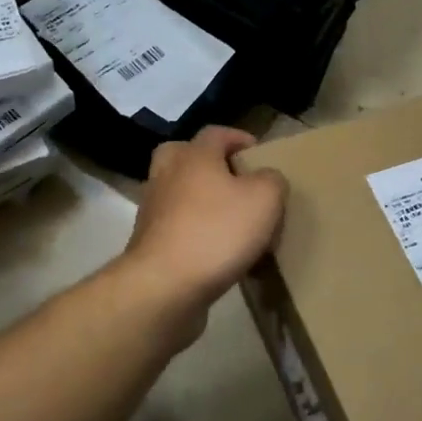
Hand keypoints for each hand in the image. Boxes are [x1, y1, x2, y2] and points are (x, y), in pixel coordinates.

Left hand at [124, 126, 287, 316]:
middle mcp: (167, 176)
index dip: (239, 138)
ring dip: (201, 201)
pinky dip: (194, 232)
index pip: (216, 133)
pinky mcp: (149, 245)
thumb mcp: (264, 199)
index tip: (258, 153)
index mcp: (194, 156)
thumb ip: (272, 180)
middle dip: (209, 165)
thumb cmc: (217, 232)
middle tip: (234, 181)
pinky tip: (218, 252)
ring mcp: (153, 211)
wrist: (164, 287)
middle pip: (184, 156)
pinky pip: (176, 228)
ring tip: (232, 221)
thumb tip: (267, 179)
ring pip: (179, 194)